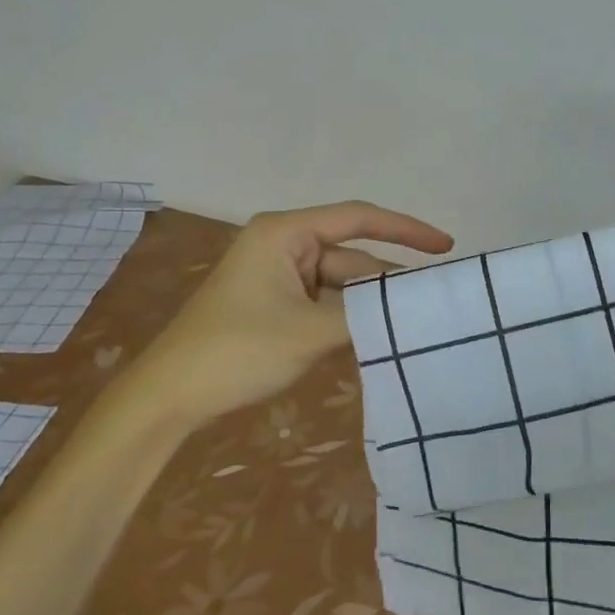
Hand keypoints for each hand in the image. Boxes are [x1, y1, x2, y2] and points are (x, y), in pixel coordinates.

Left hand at [129, 201, 453, 429]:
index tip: (446, 246)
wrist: (169, 397)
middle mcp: (283, 244)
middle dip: (387, 281)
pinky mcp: (275, 303)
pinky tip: (376, 338)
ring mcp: (278, 276)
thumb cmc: (236, 351)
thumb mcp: (308, 332)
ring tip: (412, 327)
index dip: (406, 229)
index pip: (358, 218)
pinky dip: (348, 318)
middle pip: (352, 255)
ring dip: (368, 305)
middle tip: (434, 304)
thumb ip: (365, 316)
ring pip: (340, 283)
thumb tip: (411, 309)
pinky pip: (324, 302)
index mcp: (285, 232)